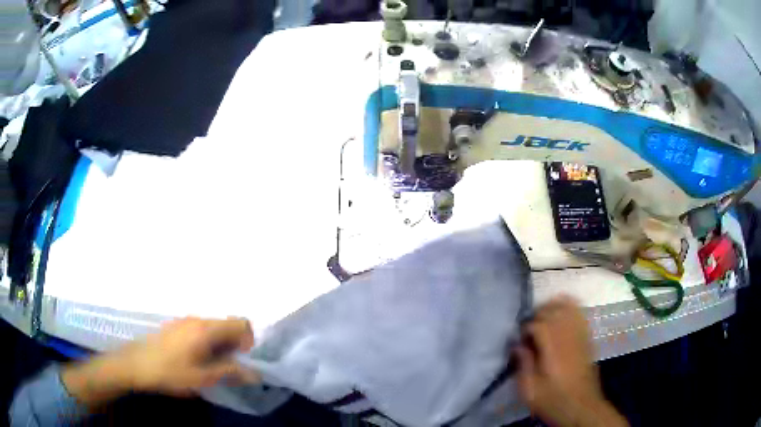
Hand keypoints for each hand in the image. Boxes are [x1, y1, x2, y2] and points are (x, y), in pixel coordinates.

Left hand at [62, 317, 257, 408]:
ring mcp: (186, 321)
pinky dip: (209, 344)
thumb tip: (256, 374)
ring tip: (214, 367)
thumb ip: (231, 373)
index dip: (250, 340)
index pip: (241, 323)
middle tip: (229, 368)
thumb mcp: (203, 378)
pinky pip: (202, 330)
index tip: (243, 360)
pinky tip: (198, 360)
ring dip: (222, 346)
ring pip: (215, 329)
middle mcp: (198, 319)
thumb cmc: (170, 372)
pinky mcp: (178, 327)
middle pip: (229, 325)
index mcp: (206, 328)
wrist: (136, 363)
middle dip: (236, 346)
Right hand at [514, 297, 627, 426]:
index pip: (539, 325)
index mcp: (553, 351)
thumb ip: (523, 366)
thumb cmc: (553, 401)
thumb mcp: (530, 391)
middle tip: (529, 329)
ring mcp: (581, 335)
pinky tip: (561, 314)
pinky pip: (580, 314)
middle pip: (554, 310)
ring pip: (569, 307)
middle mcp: (569, 337)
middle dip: (538, 314)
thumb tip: (518, 346)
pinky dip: (570, 308)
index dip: (526, 328)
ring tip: (543, 318)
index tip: (520, 340)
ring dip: (554, 307)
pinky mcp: (587, 338)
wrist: (581, 406)